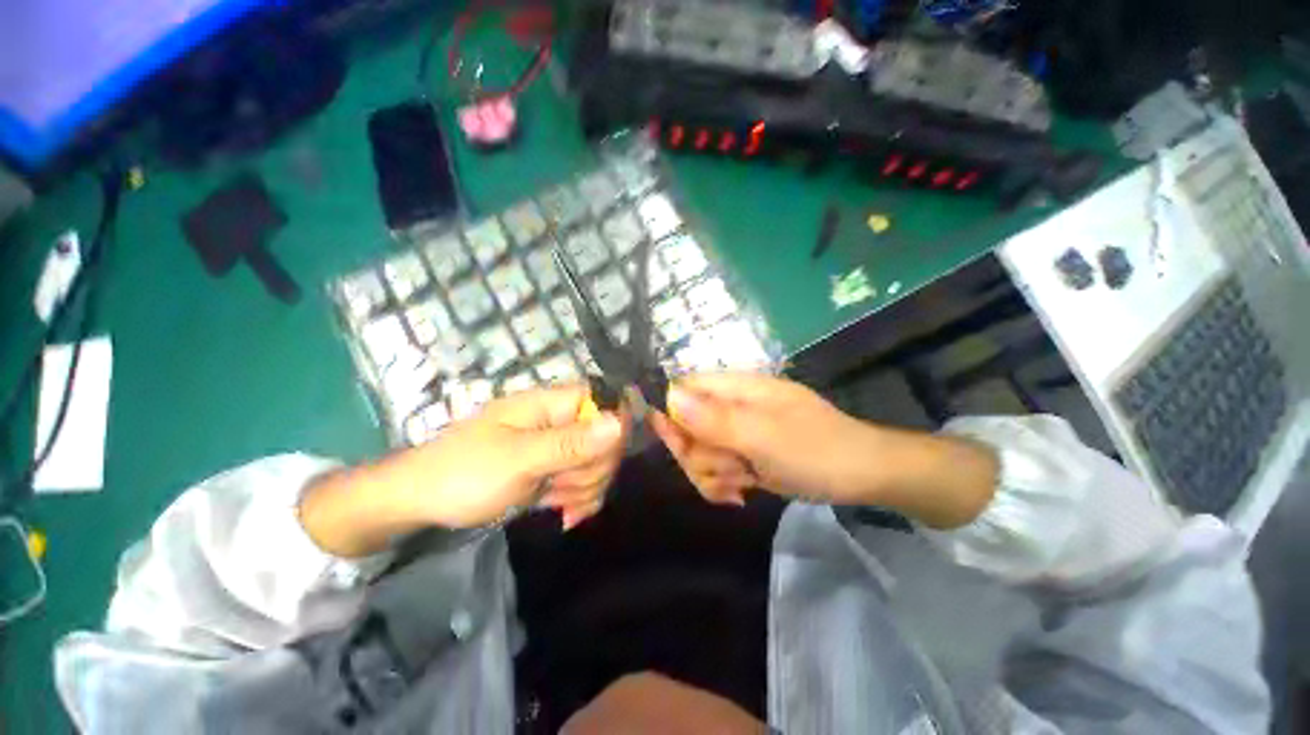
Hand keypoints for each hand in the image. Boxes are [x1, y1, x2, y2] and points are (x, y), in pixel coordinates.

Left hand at [300, 385, 626, 556]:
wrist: (423, 502)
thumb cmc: (464, 473)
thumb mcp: (518, 460)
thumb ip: (571, 443)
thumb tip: (621, 423)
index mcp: (552, 404)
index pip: (605, 402)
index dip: (614, 428)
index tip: (599, 458)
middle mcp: (561, 420)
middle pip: (608, 437)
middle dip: (593, 468)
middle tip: (562, 486)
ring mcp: (558, 446)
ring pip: (599, 463)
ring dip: (585, 488)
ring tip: (555, 502)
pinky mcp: (554, 469)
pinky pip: (585, 481)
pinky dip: (580, 499)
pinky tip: (563, 514)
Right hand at [650, 372, 997, 527]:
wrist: (861, 476)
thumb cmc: (815, 449)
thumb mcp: (763, 435)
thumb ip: (714, 419)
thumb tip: (668, 397)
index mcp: (733, 389)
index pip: (682, 390)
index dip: (672, 416)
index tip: (682, 443)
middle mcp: (728, 407)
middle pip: (683, 427)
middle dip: (700, 454)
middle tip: (730, 465)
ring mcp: (735, 434)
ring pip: (696, 454)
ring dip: (714, 473)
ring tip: (745, 478)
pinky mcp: (741, 456)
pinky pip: (712, 471)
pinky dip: (721, 485)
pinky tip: (743, 492)